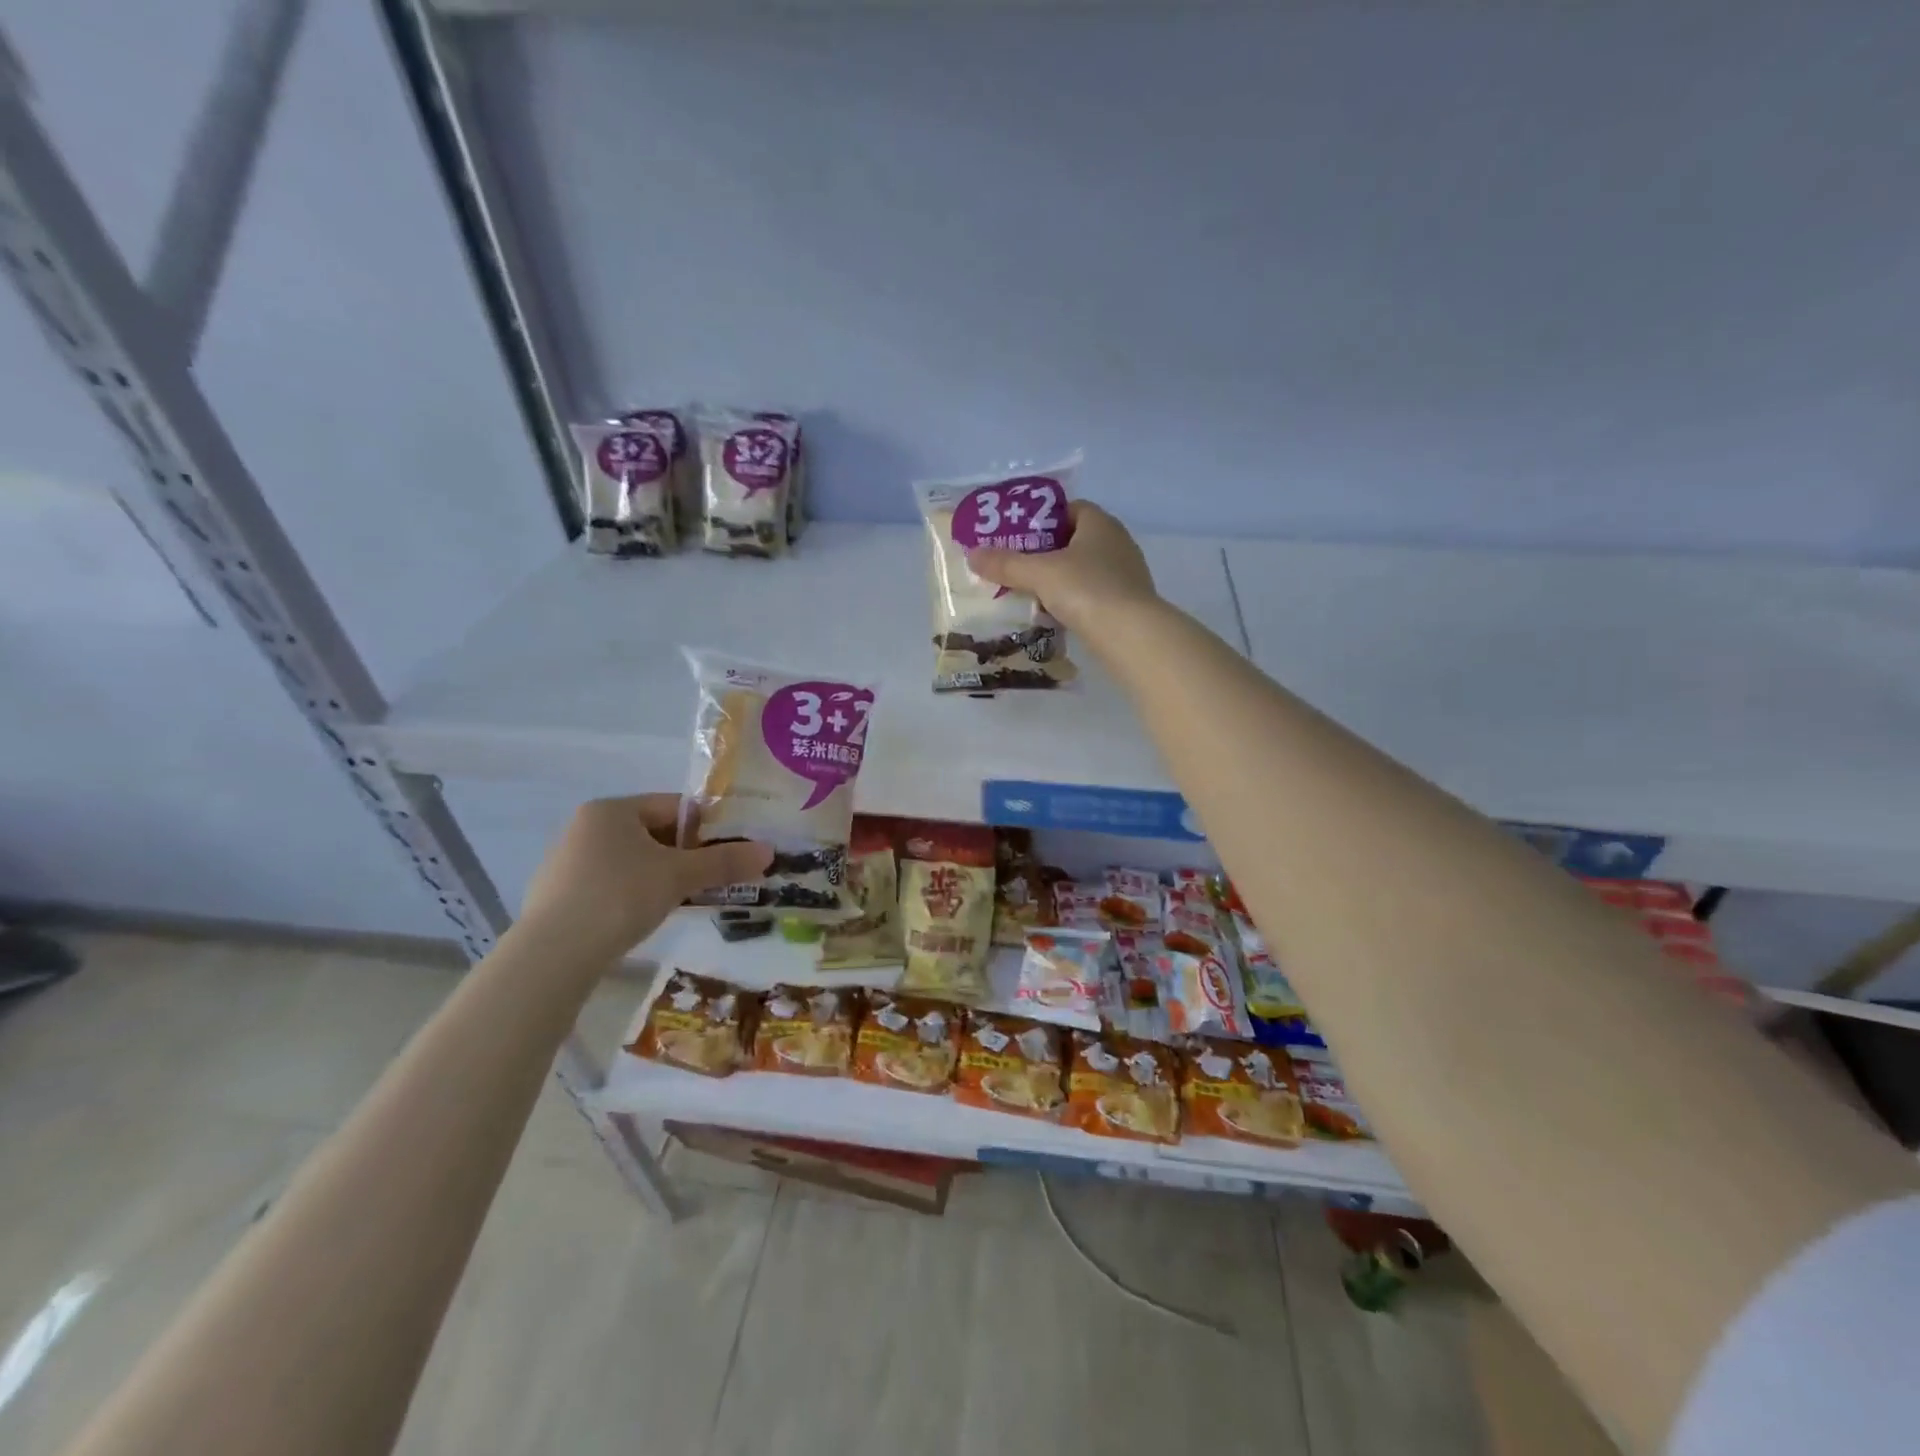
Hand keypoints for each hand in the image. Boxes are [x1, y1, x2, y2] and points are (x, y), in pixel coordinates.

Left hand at [519, 795, 770, 956]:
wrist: (553, 955)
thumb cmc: (620, 896)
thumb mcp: (679, 876)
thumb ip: (724, 862)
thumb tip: (769, 851)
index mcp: (612, 809)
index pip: (673, 806)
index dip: (708, 826)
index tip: (731, 849)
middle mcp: (585, 827)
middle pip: (653, 832)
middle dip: (686, 853)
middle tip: (715, 876)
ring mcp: (567, 862)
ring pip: (632, 860)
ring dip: (662, 875)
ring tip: (686, 898)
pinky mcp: (558, 896)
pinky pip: (610, 884)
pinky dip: (634, 894)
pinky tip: (645, 917)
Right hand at [966, 501, 1157, 633]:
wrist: (1131, 635)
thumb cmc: (1086, 590)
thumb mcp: (1039, 574)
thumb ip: (1006, 564)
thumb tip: (972, 554)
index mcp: (1100, 523)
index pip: (1069, 509)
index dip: (1042, 518)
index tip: (1018, 535)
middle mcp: (1117, 543)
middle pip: (1074, 540)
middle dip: (1046, 552)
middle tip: (1016, 565)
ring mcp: (1126, 574)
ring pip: (1083, 570)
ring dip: (1059, 579)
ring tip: (1029, 592)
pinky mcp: (1127, 603)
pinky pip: (1092, 594)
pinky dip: (1073, 601)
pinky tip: (1054, 614)